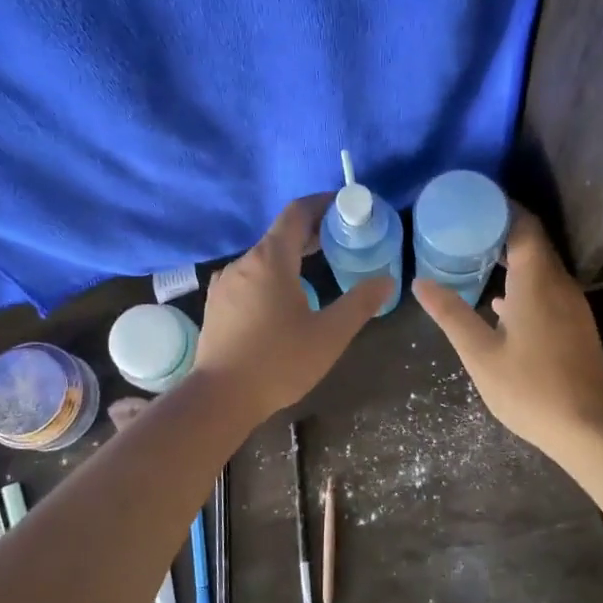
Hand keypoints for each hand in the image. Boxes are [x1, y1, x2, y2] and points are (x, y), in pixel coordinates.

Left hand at [193, 195, 388, 421]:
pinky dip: (271, 277)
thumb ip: (360, 303)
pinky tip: (284, 301)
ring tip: (317, 271)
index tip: (345, 208)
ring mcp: (225, 284)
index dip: (322, 204)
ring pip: (263, 258)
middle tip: (341, 241)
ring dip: (291, 258)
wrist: (220, 398)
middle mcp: (243, 263)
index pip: (297, 213)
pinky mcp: (217, 305)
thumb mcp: (330, 334)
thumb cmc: (279, 362)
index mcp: (270, 260)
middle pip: (280, 235)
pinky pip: (249, 278)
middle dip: (311, 233)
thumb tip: (386, 280)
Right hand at [415, 208, 602, 457]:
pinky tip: (500, 304)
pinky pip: (548, 288)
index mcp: (537, 281)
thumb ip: (451, 315)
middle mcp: (560, 284)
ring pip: (542, 267)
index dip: (499, 208)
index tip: (470, 203)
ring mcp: (572, 305)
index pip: (523, 225)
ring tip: (474, 261)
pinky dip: (524, 283)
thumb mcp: (480, 354)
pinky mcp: (576, 324)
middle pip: (533, 242)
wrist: (588, 428)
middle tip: (462, 230)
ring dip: (511, 259)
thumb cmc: (530, 389)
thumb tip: (420, 283)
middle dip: (500, 231)